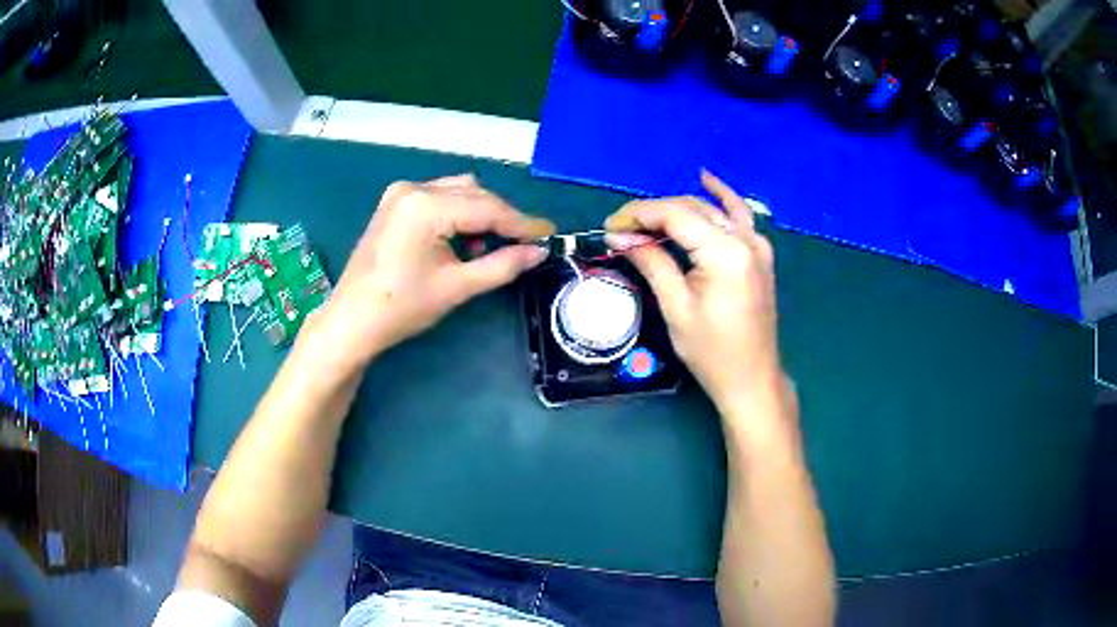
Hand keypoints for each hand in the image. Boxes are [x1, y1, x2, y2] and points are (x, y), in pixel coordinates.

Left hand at [307, 174, 554, 370]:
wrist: (352, 320)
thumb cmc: (402, 307)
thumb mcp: (457, 287)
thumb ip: (502, 265)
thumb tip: (539, 252)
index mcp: (426, 206)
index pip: (487, 208)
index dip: (522, 223)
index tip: (549, 235)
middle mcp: (414, 188)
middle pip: (474, 194)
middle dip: (502, 218)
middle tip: (526, 244)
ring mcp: (400, 192)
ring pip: (458, 191)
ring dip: (480, 213)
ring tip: (490, 246)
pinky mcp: (394, 202)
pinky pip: (439, 196)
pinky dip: (458, 212)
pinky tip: (461, 239)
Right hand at [605, 172, 784, 418]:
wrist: (752, 378)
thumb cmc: (712, 352)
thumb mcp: (676, 307)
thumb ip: (651, 262)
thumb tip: (619, 236)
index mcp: (725, 253)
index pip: (675, 215)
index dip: (639, 215)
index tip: (610, 226)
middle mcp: (745, 239)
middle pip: (692, 208)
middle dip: (654, 213)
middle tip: (621, 229)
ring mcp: (756, 244)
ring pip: (711, 210)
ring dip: (678, 209)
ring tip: (647, 220)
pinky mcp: (759, 253)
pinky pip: (739, 215)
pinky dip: (721, 197)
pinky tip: (706, 179)